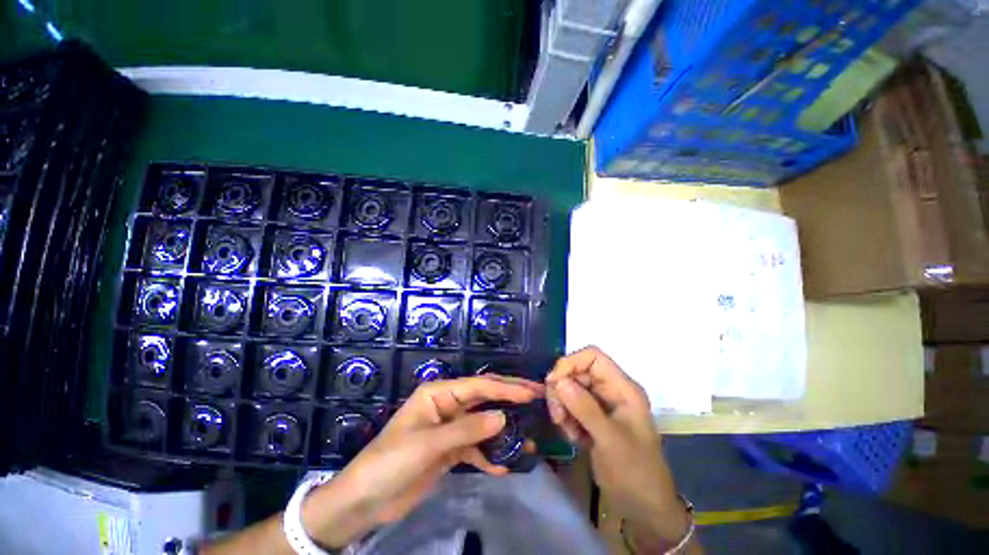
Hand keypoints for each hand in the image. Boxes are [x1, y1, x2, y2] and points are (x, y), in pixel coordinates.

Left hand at [302, 375, 543, 547]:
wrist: (364, 501)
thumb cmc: (391, 461)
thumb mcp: (428, 444)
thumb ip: (466, 430)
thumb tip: (502, 417)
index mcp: (439, 393)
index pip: (478, 386)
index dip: (506, 388)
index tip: (531, 393)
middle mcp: (447, 405)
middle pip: (484, 398)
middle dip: (510, 399)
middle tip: (537, 399)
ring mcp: (449, 428)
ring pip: (482, 423)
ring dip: (503, 431)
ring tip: (528, 438)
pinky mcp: (450, 450)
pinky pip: (475, 447)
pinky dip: (488, 456)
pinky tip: (503, 466)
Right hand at [546, 346, 690, 547]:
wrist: (645, 509)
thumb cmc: (635, 473)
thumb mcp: (610, 440)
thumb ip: (584, 408)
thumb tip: (557, 380)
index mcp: (623, 388)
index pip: (593, 357)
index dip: (570, 363)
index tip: (553, 382)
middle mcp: (611, 391)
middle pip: (577, 372)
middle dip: (562, 389)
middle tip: (557, 415)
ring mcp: (602, 405)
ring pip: (571, 389)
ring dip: (562, 406)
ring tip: (566, 430)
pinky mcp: (593, 418)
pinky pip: (571, 406)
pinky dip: (566, 418)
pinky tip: (573, 437)